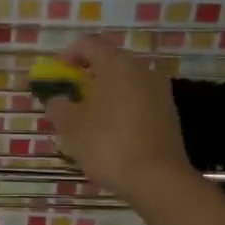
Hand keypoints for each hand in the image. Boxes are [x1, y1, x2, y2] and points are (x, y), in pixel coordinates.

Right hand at [41, 34, 194, 200]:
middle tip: (69, 102)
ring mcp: (160, 92)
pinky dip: (120, 110)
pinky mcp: (169, 114)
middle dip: (85, 78)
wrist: (158, 180)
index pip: (87, 44)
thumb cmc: (108, 145)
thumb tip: (57, 100)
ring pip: (124, 84)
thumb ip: (58, 106)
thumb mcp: (71, 126)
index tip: (55, 79)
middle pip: (108, 62)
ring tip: (88, 122)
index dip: (66, 57)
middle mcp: (142, 70)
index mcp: (117, 64)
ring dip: (103, 95)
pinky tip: (111, 136)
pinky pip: (138, 102)